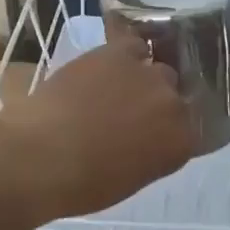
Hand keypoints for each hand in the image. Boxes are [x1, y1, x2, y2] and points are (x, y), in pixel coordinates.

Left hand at [0, 35, 196, 218]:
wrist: (42, 156)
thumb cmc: (82, 184)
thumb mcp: (129, 179)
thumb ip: (150, 154)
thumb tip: (143, 139)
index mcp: (180, 144)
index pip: (187, 131)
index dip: (167, 131)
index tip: (150, 136)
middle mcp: (174, 106)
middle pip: (174, 97)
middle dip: (156, 105)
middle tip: (130, 115)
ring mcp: (150, 76)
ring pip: (158, 70)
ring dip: (142, 79)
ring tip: (117, 88)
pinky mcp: (121, 54)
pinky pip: (135, 46)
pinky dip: (126, 53)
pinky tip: (110, 64)